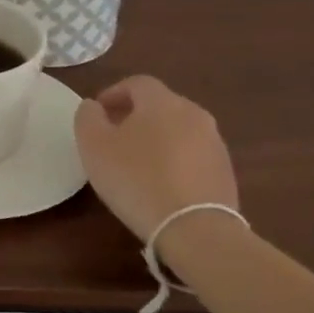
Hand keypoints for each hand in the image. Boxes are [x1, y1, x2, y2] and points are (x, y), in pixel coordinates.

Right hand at [74, 76, 238, 239]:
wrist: (195, 229)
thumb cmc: (136, 179)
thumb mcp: (94, 146)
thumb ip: (88, 117)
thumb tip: (93, 106)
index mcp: (162, 102)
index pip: (137, 83)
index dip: (113, 93)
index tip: (97, 114)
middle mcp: (194, 114)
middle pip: (160, 105)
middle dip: (135, 116)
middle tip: (113, 139)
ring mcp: (215, 143)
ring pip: (178, 130)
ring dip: (156, 139)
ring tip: (136, 165)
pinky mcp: (225, 172)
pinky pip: (193, 156)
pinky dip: (175, 161)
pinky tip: (161, 185)